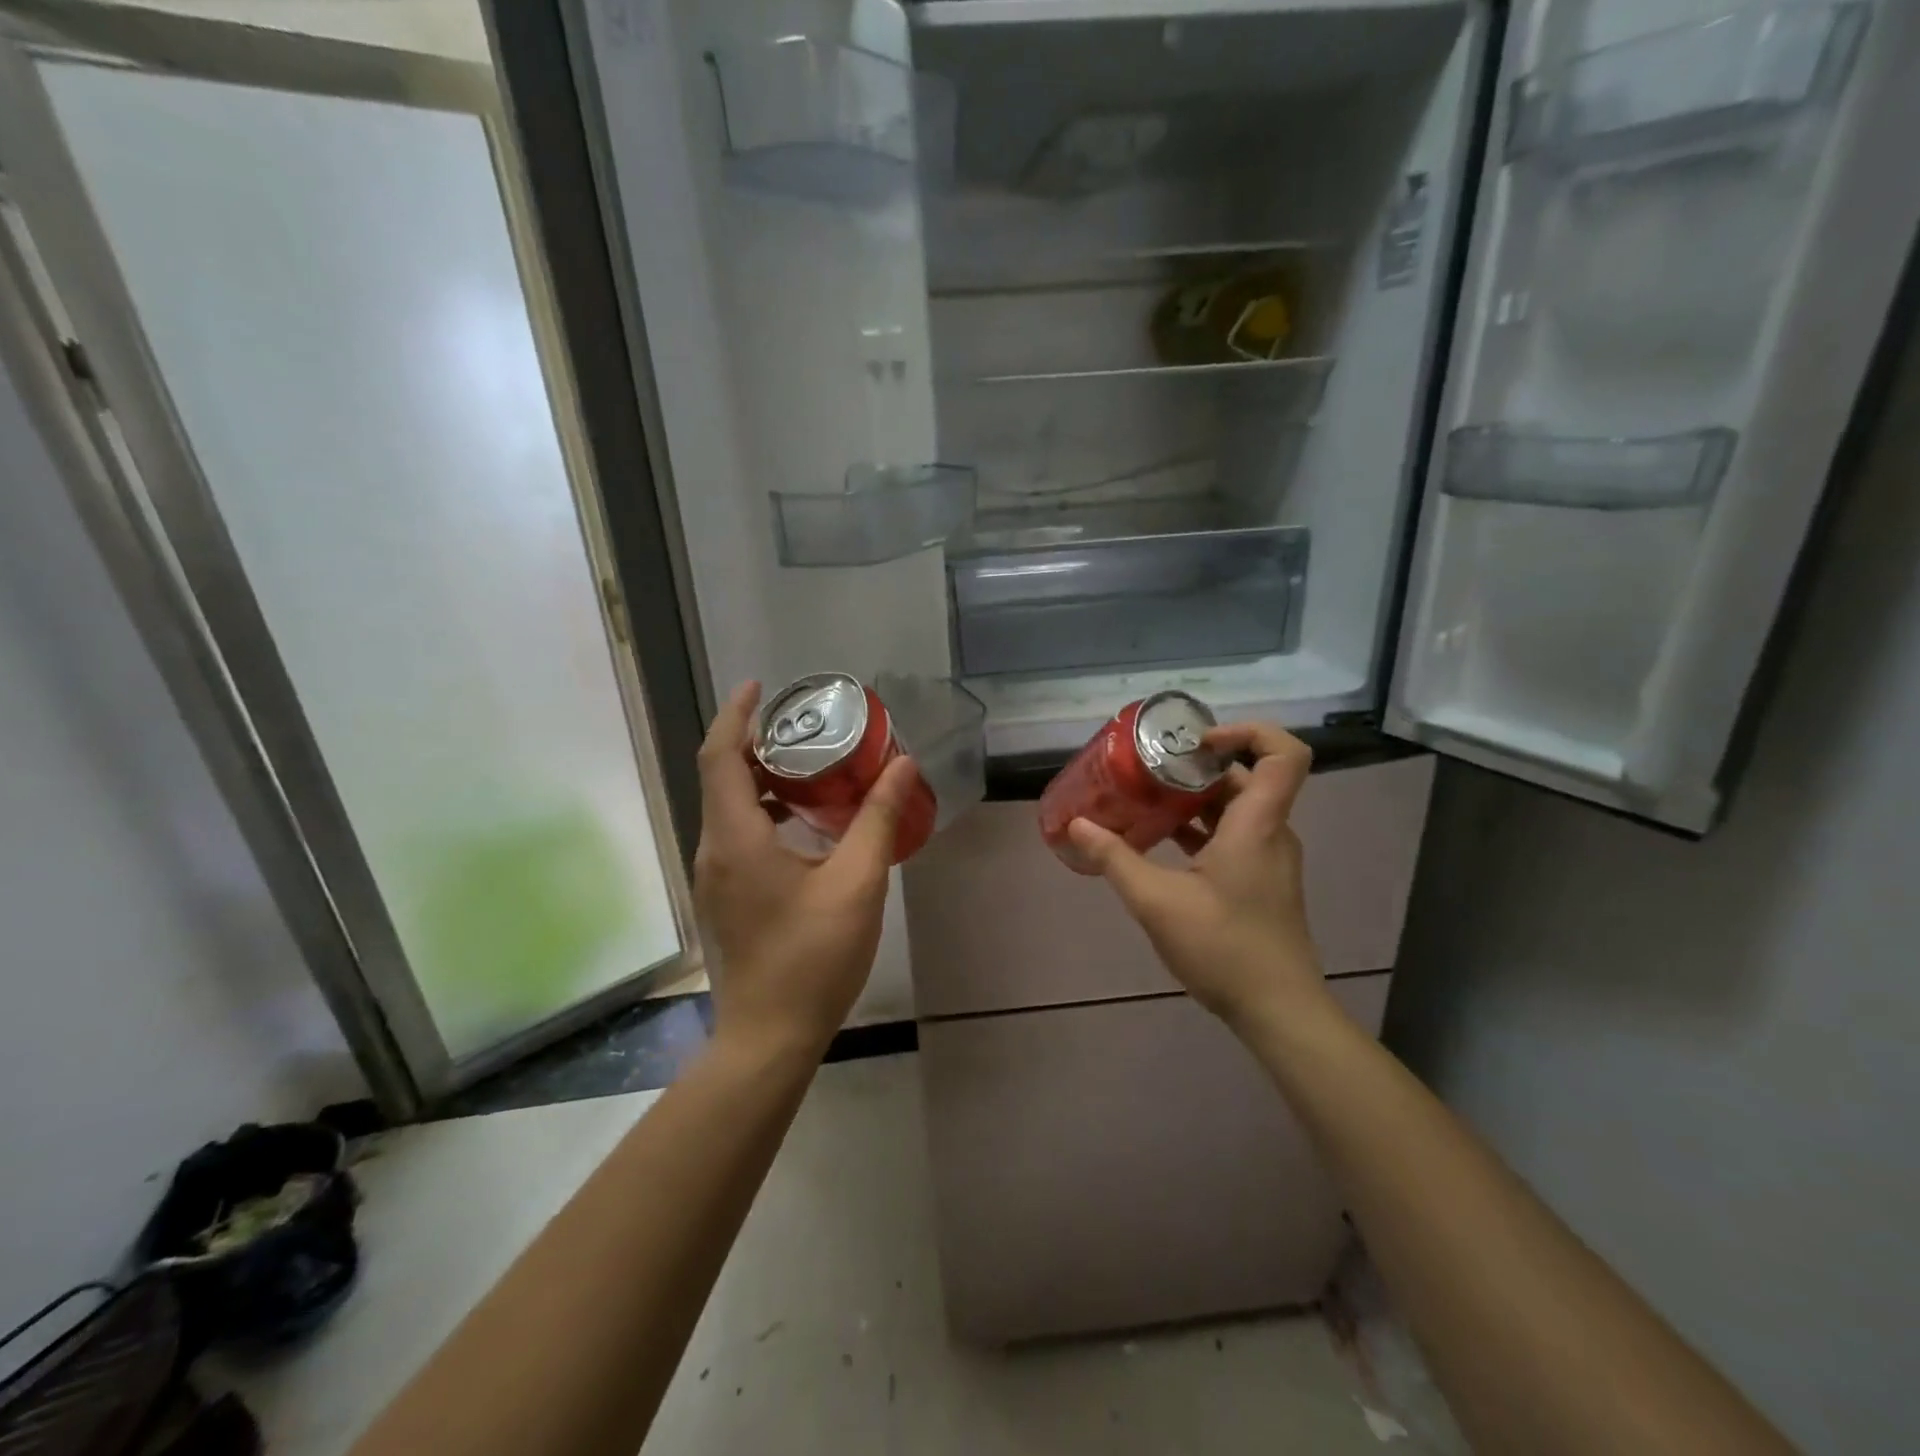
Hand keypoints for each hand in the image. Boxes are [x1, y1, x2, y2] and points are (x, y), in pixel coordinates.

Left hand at [694, 682, 917, 1060]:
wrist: (771, 1036)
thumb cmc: (813, 957)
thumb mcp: (857, 883)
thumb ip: (879, 819)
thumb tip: (903, 765)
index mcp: (736, 838)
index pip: (719, 757)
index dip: (734, 715)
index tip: (758, 686)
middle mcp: (714, 850)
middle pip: (722, 777)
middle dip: (756, 743)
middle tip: (805, 726)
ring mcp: (715, 876)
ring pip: (729, 808)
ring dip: (762, 779)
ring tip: (811, 766)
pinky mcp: (726, 896)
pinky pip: (737, 834)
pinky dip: (764, 812)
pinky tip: (806, 823)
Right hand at [1067, 722, 1331, 1031]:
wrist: (1277, 1009)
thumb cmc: (1223, 947)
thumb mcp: (1156, 901)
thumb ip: (1114, 858)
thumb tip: (1077, 825)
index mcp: (1257, 825)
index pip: (1283, 754)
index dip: (1247, 732)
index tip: (1196, 743)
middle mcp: (1271, 832)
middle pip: (1246, 777)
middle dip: (1197, 767)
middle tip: (1150, 768)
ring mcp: (1270, 858)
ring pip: (1237, 809)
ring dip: (1195, 799)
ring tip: (1147, 799)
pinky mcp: (1262, 880)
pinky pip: (1235, 835)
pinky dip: (1201, 828)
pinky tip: (1161, 843)